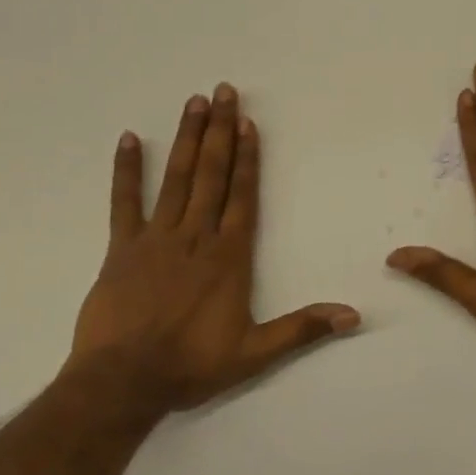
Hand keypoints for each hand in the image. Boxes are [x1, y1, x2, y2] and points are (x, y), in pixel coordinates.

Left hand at [71, 83, 359, 415]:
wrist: (122, 383)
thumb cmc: (191, 365)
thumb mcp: (254, 353)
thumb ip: (302, 329)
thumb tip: (353, 316)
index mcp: (228, 256)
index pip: (242, 196)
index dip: (248, 158)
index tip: (249, 124)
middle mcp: (196, 236)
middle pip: (212, 174)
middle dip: (221, 131)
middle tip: (225, 92)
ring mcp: (156, 238)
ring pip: (177, 179)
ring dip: (188, 139)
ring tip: (195, 102)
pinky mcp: (122, 248)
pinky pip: (124, 202)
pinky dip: (127, 170)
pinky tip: (129, 139)